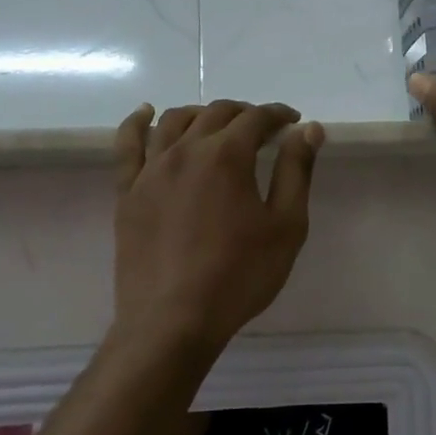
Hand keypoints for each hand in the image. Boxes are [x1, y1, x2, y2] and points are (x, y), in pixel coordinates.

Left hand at [112, 100, 324, 352]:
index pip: (256, 118)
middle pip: (216, 114)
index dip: (277, 115)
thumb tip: (308, 130)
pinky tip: (145, 114)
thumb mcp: (286, 226)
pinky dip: (137, 122)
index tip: (292, 122)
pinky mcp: (128, 192)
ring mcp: (151, 170)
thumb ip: (296, 171)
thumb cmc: (239, 275)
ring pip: (174, 121)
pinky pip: (127, 145)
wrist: (173, 320)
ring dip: (201, 114)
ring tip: (217, 126)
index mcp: (227, 156)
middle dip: (244, 114)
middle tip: (262, 130)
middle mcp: (186, 151)